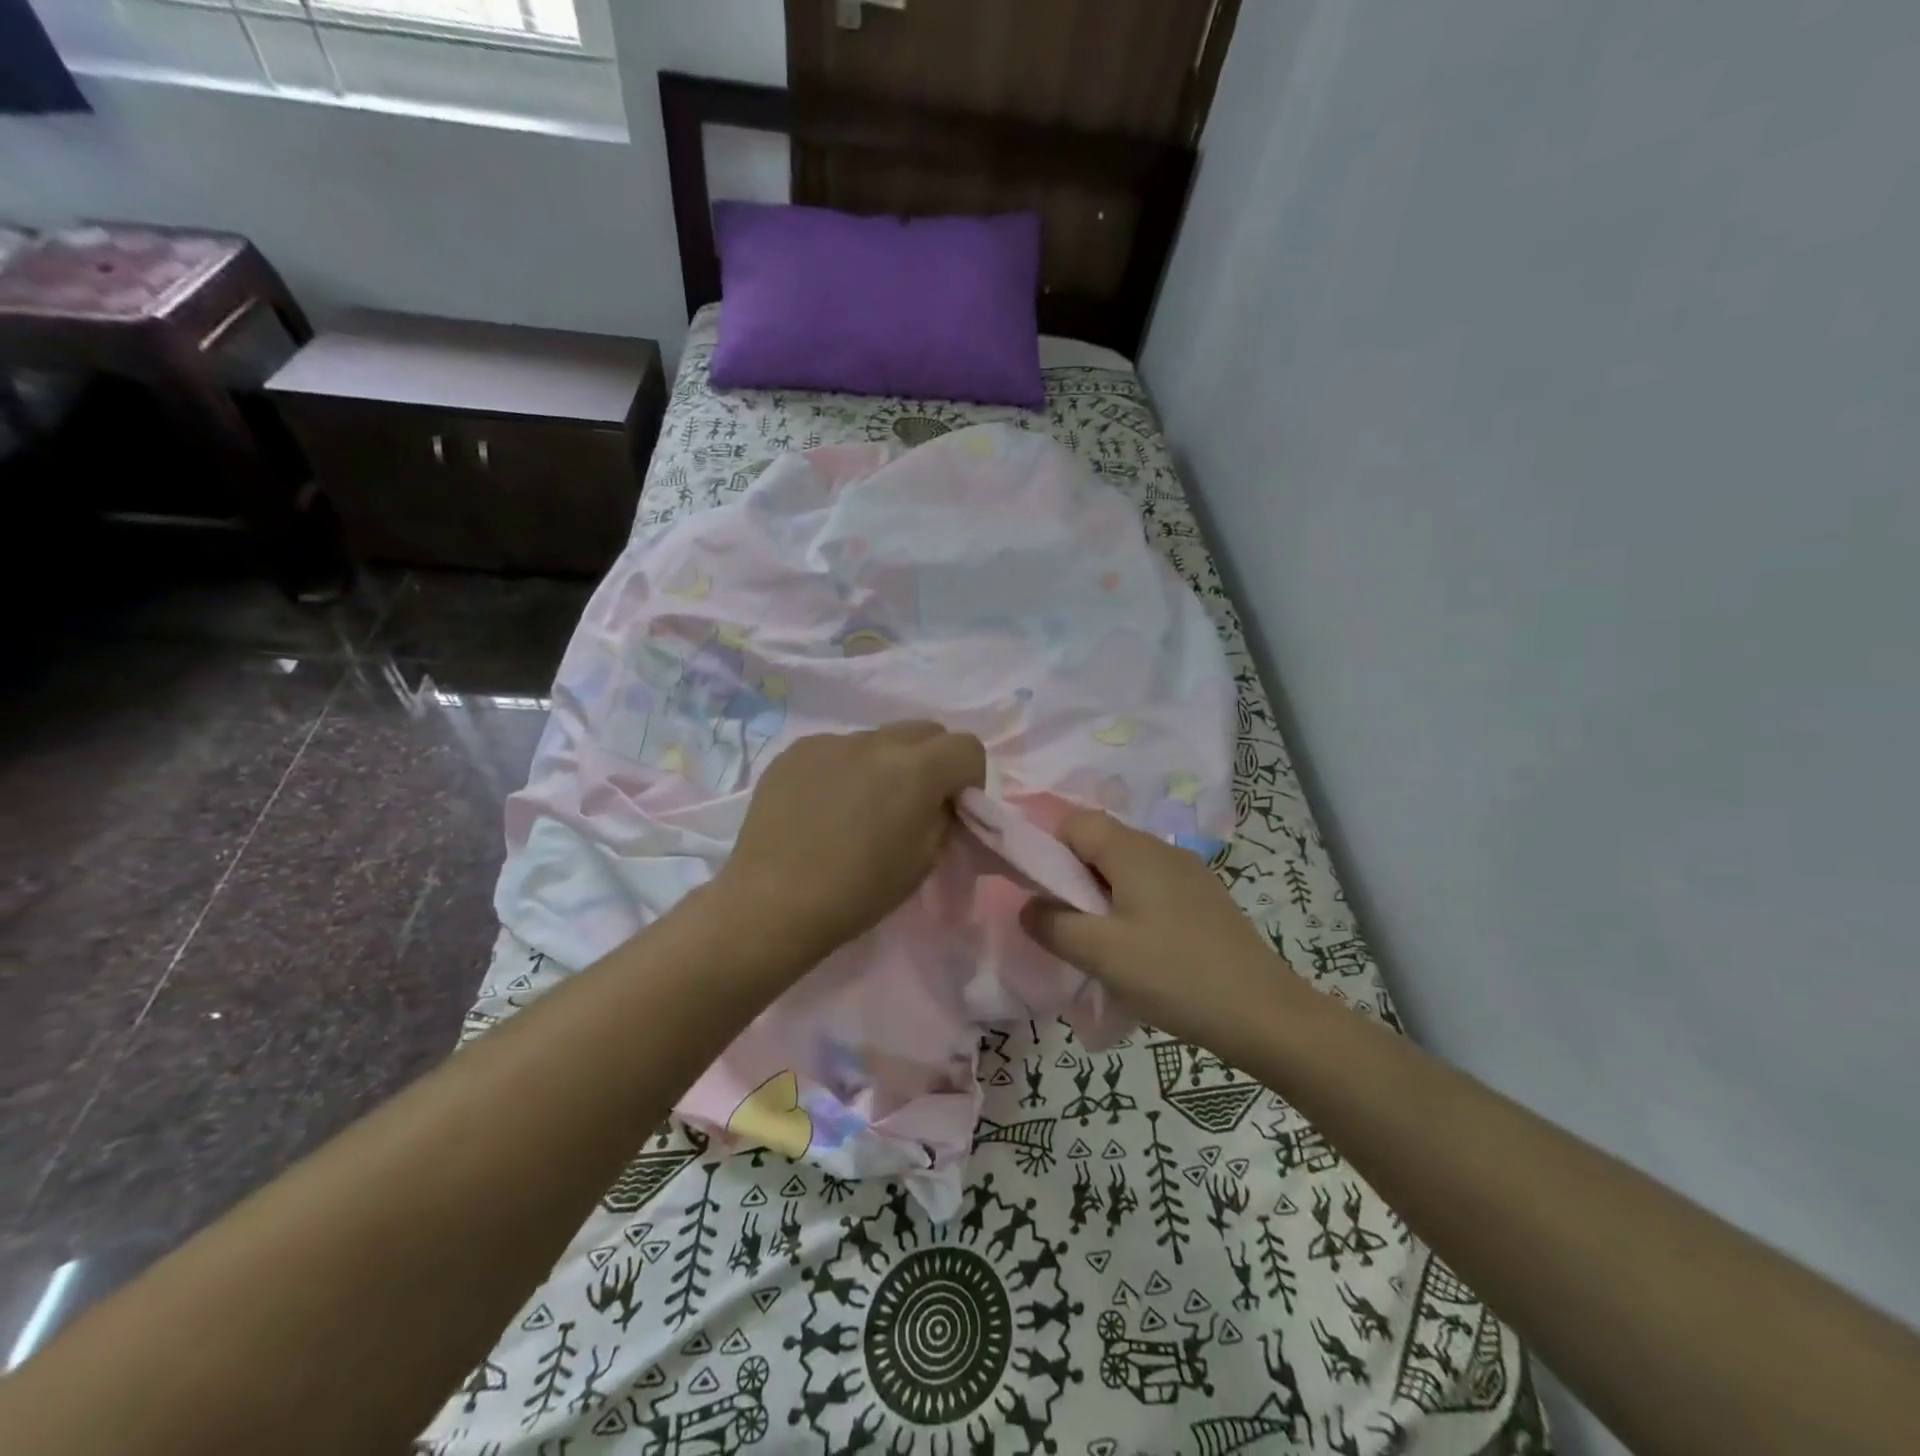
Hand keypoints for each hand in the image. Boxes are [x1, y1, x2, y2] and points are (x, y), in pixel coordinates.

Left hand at [716, 722, 985, 961]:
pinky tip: (823, 807)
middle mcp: (876, 741)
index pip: (967, 746)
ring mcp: (831, 741)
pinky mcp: (796, 751)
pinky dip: (844, 769)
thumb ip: (943, 817)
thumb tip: (939, 800)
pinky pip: (837, 749)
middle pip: (925, 731)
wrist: (773, 902)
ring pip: (878, 739)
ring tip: (859, 806)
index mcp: (916, 769)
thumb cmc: (858, 891)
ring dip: (885, 764)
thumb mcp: (923, 860)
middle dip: (933, 760)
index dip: (970, 777)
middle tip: (913, 802)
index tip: (954, 807)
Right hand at [1023, 810, 1309, 1051]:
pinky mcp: (1204, 898)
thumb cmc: (1174, 975)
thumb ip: (1052, 925)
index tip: (1036, 890)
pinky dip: (1129, 906)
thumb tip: (1029, 906)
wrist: (1264, 1014)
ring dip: (1100, 894)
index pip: (1073, 822)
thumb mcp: (1101, 954)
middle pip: (1099, 841)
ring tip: (1097, 940)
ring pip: (1125, 866)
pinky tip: (1136, 948)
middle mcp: (1160, 849)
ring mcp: (1188, 872)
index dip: (1046, 847)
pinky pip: (1151, 886)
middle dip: (1071, 875)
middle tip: (1063, 922)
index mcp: (1133, 849)